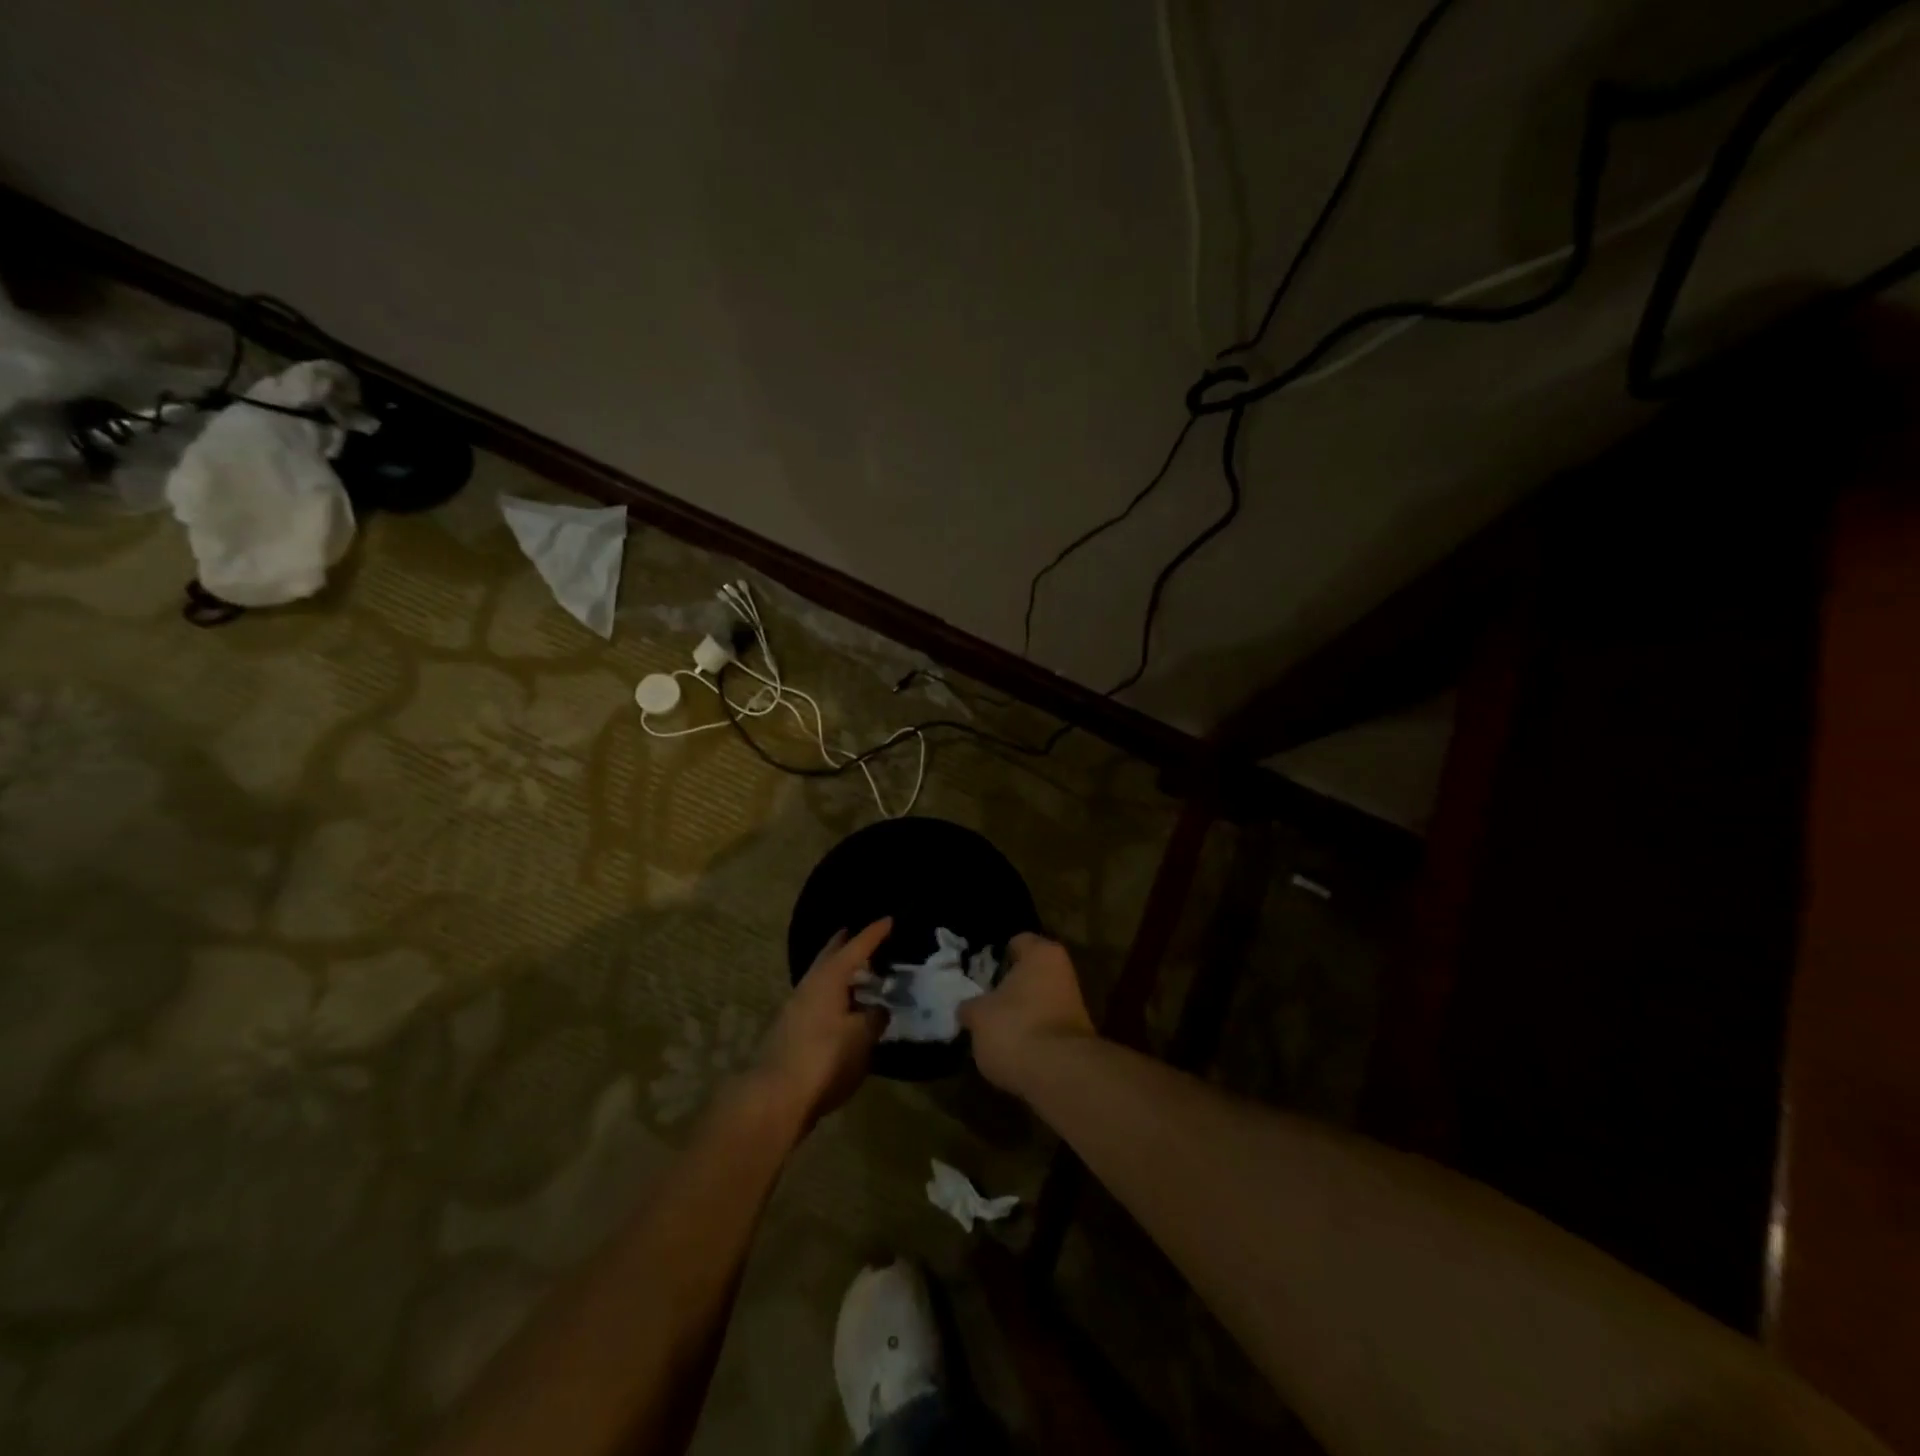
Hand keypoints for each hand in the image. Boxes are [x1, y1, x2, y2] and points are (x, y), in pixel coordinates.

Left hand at [753, 918, 890, 1128]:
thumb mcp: (861, 1038)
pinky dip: (835, 996)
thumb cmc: (823, 1059)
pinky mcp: (791, 1031)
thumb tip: (879, 1008)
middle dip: (847, 945)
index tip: (890, 919)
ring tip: (861, 974)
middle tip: (866, 937)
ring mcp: (796, 1008)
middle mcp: (809, 986)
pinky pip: (819, 1000)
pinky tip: (845, 1008)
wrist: (774, 1098)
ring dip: (841, 973)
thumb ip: (874, 1018)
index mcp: (828, 978)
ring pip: (823, 979)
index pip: (856, 947)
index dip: (874, 934)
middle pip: (831, 957)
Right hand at [959, 932, 1095, 1095]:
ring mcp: (1074, 1004)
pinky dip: (1030, 1035)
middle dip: (1007, 988)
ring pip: (1037, 1002)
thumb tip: (967, 1009)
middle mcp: (1063, 971)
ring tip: (992, 1031)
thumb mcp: (977, 1015)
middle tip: (981, 1003)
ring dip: (1018, 1014)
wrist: (1060, 1076)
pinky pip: (1044, 1027)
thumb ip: (970, 1006)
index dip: (995, 957)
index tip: (978, 975)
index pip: (1017, 942)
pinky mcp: (1077, 1036)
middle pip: (1028, 974)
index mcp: (1042, 953)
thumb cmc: (1015, 1028)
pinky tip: (1011, 1050)